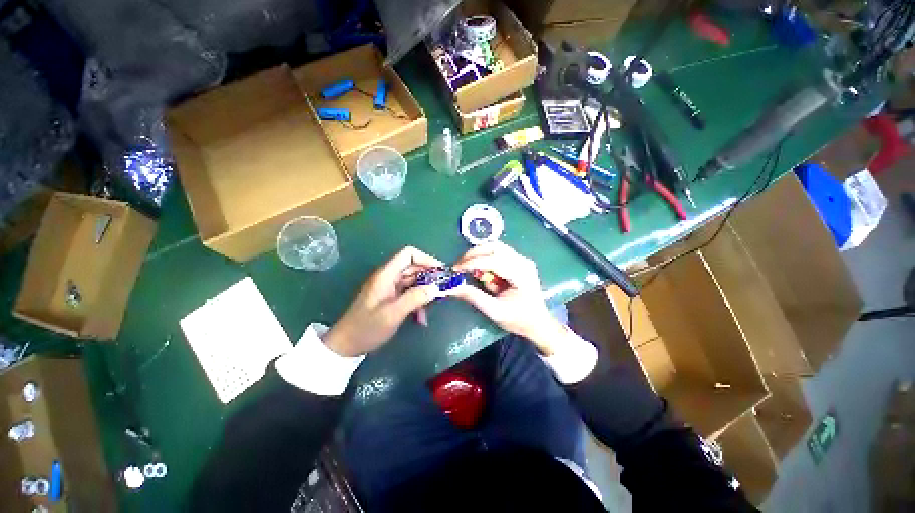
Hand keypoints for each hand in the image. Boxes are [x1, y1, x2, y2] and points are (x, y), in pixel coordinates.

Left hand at [324, 247, 443, 356]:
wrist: (347, 345)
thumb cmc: (367, 327)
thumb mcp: (393, 313)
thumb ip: (415, 298)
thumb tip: (436, 287)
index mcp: (386, 274)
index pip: (409, 254)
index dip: (426, 259)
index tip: (441, 272)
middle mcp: (389, 277)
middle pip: (414, 267)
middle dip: (430, 277)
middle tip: (444, 289)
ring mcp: (390, 288)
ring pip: (414, 281)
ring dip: (425, 292)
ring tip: (435, 305)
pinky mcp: (391, 298)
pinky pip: (410, 294)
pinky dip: (418, 302)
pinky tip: (422, 318)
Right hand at [451, 242, 566, 354]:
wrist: (538, 323)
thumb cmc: (519, 320)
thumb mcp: (494, 311)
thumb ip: (473, 297)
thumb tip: (451, 287)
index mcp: (521, 274)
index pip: (494, 260)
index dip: (472, 262)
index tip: (456, 268)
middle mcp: (523, 261)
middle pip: (495, 247)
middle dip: (474, 254)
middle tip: (459, 265)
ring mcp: (522, 260)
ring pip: (495, 248)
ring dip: (479, 255)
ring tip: (467, 268)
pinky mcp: (518, 261)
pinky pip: (498, 254)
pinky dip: (486, 259)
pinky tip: (481, 272)